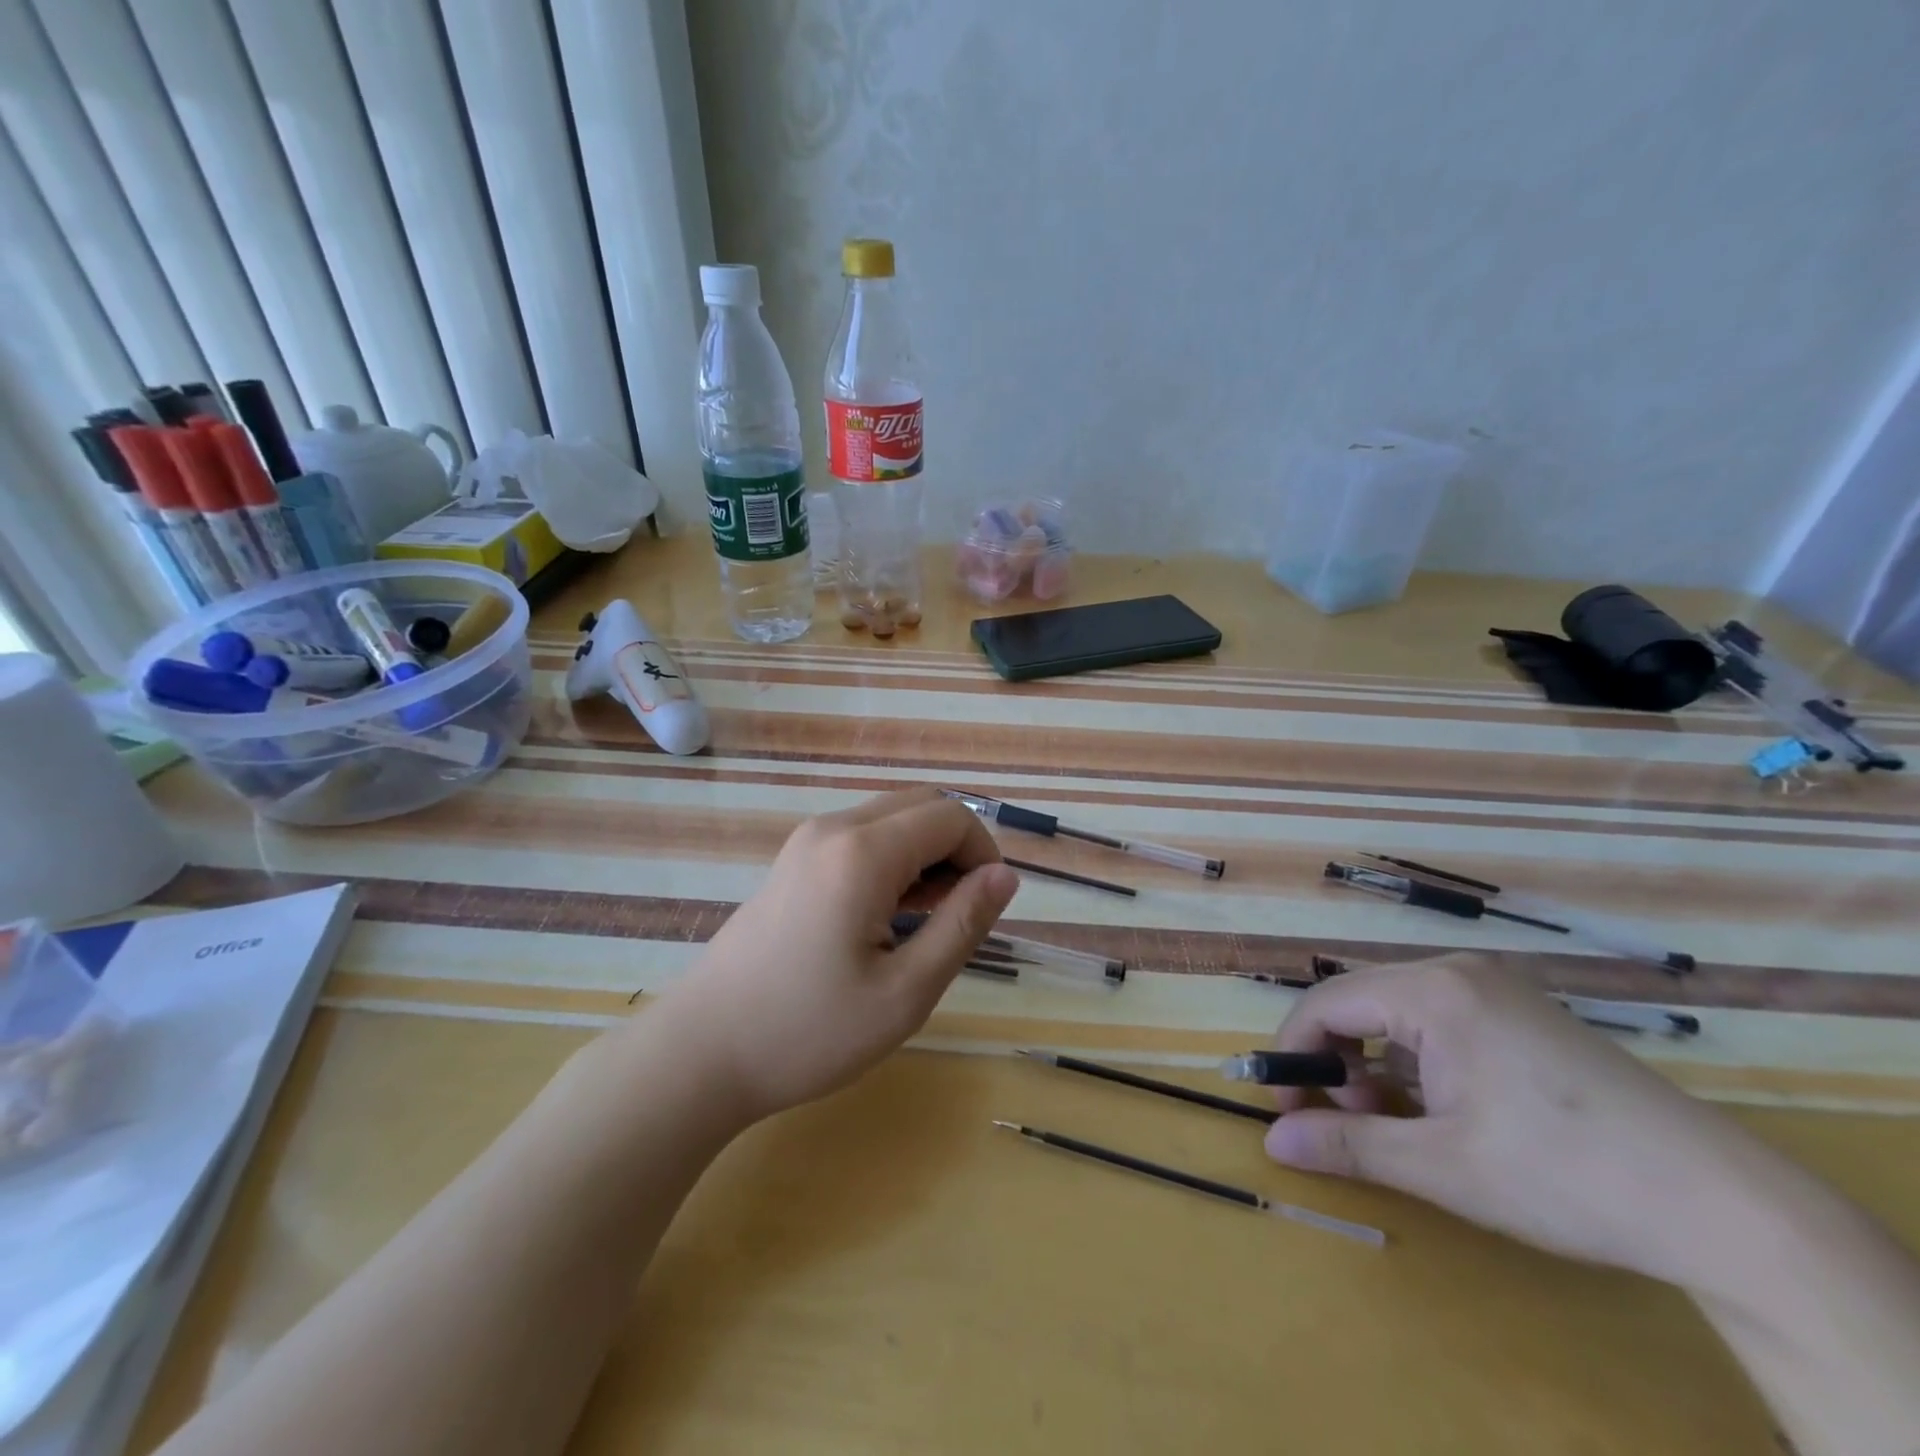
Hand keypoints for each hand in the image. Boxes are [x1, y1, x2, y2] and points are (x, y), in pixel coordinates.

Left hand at [659, 787, 1019, 1121]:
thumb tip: (1005, 876)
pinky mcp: (793, 861)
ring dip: (926, 854)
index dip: (984, 853)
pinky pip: (861, 837)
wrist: (701, 1051)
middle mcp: (834, 829)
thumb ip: (962, 925)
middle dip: (958, 848)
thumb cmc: (808, 1032)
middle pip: (922, 805)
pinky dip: (893, 860)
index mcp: (863, 852)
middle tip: (961, 913)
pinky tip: (889, 915)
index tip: (987, 907)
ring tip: (929, 920)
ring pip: (891, 818)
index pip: (951, 817)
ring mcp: (807, 841)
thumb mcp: (905, 992)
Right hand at [1261, 956, 1809, 1291]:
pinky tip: (1441, 1109)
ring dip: (1377, 1063)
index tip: (1286, 1106)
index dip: (1293, 1051)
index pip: (1326, 1003)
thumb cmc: (1565, 1176)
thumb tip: (1272, 1139)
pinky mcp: (1524, 1012)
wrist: (1727, 1206)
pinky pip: (1439, 1020)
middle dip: (1336, 1060)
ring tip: (1396, 1123)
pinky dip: (1418, 1060)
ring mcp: (1497, 988)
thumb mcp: (1442, 1166)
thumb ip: (1347, 1144)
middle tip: (1345, 1122)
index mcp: (1432, 990)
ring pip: (1398, 1012)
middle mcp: (1458, 972)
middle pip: (1360, 1002)